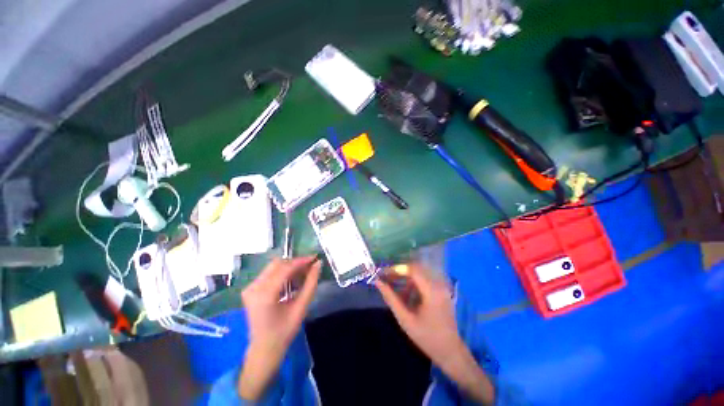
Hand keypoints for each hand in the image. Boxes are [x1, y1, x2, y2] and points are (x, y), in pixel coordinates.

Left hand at [238, 257, 320, 399]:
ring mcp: (250, 288)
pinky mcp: (250, 289)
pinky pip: (269, 273)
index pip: (285, 268)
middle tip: (310, 267)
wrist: (264, 349)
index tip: (315, 258)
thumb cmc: (284, 331)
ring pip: (273, 267)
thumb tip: (318, 264)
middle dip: (295, 263)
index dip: (301, 261)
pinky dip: (283, 273)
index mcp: (265, 294)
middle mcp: (253, 287)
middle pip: (277, 264)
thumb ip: (310, 284)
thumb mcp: (301, 307)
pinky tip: (292, 280)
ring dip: (290, 267)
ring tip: (303, 274)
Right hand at [375, 264, 494, 404]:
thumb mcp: (405, 320)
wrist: (450, 352)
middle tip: (386, 277)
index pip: (412, 270)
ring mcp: (442, 287)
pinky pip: (425, 279)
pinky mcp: (442, 290)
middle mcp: (439, 284)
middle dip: (400, 271)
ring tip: (394, 285)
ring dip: (406, 277)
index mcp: (431, 291)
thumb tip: (378, 282)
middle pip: (416, 269)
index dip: (397, 269)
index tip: (384, 273)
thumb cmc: (427, 338)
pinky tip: (406, 293)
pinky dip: (413, 282)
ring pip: (420, 273)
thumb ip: (391, 299)